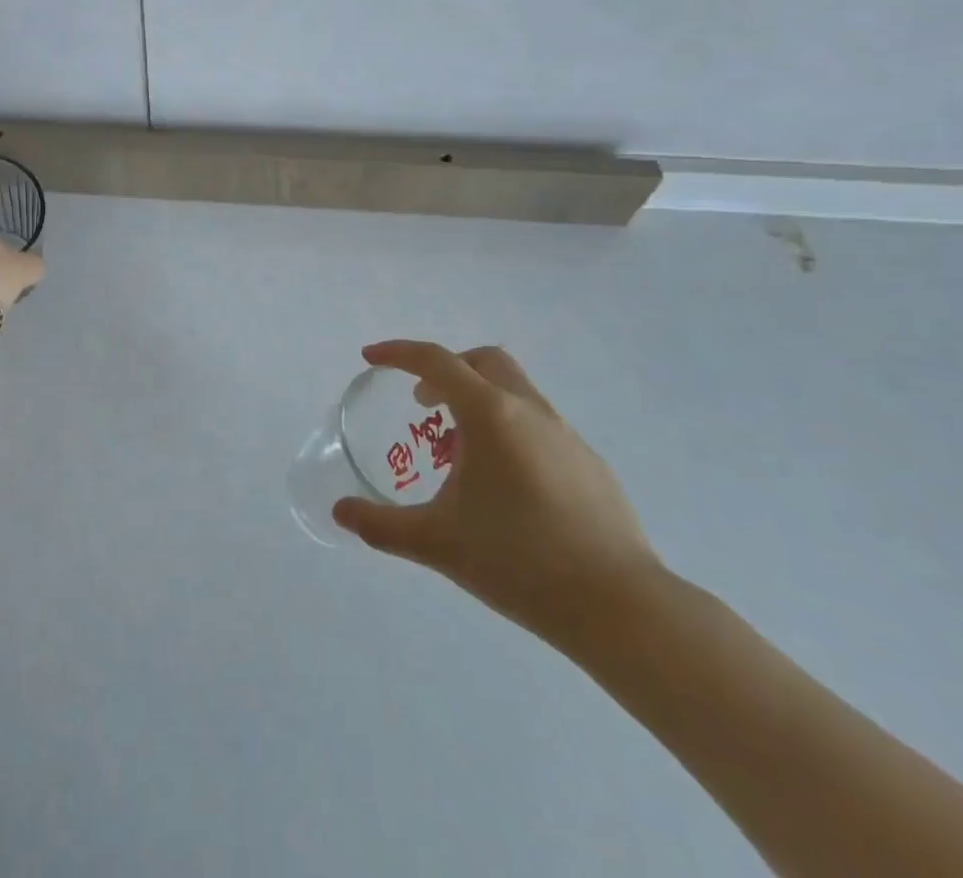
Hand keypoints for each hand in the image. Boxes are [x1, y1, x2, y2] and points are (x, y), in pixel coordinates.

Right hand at [334, 342, 662, 645]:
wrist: (621, 608)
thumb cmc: (519, 561)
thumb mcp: (437, 543)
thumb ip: (381, 526)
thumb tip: (340, 512)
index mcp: (490, 414)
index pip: (435, 361)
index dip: (397, 353)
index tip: (370, 357)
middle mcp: (529, 411)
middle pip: (483, 361)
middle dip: (446, 370)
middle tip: (423, 404)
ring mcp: (567, 436)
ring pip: (515, 392)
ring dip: (479, 402)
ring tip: (460, 454)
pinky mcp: (591, 465)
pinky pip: (539, 426)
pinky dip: (510, 432)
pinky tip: (506, 487)